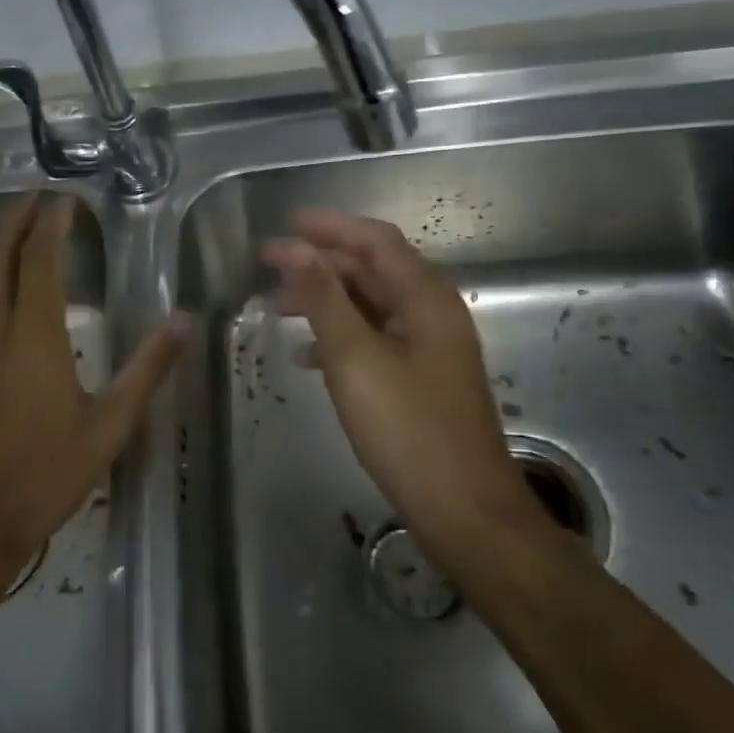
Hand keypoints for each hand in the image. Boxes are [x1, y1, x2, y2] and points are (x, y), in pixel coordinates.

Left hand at [0, 194, 184, 582]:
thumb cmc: (46, 474)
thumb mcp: (110, 425)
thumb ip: (147, 368)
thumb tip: (182, 320)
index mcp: (35, 335)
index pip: (40, 260)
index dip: (51, 224)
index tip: (64, 200)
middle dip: (15, 221)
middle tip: (35, 198)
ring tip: (9, 234)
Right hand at [263, 209, 547, 559]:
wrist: (463, 509)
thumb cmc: (408, 428)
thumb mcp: (356, 358)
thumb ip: (325, 300)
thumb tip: (297, 252)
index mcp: (425, 299)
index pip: (376, 241)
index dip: (330, 226)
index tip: (286, 223)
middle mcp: (432, 314)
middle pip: (373, 270)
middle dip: (321, 263)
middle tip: (270, 265)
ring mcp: (429, 348)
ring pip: (371, 306)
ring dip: (326, 300)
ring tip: (279, 307)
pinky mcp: (420, 379)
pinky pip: (375, 340)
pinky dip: (340, 336)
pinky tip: (308, 355)